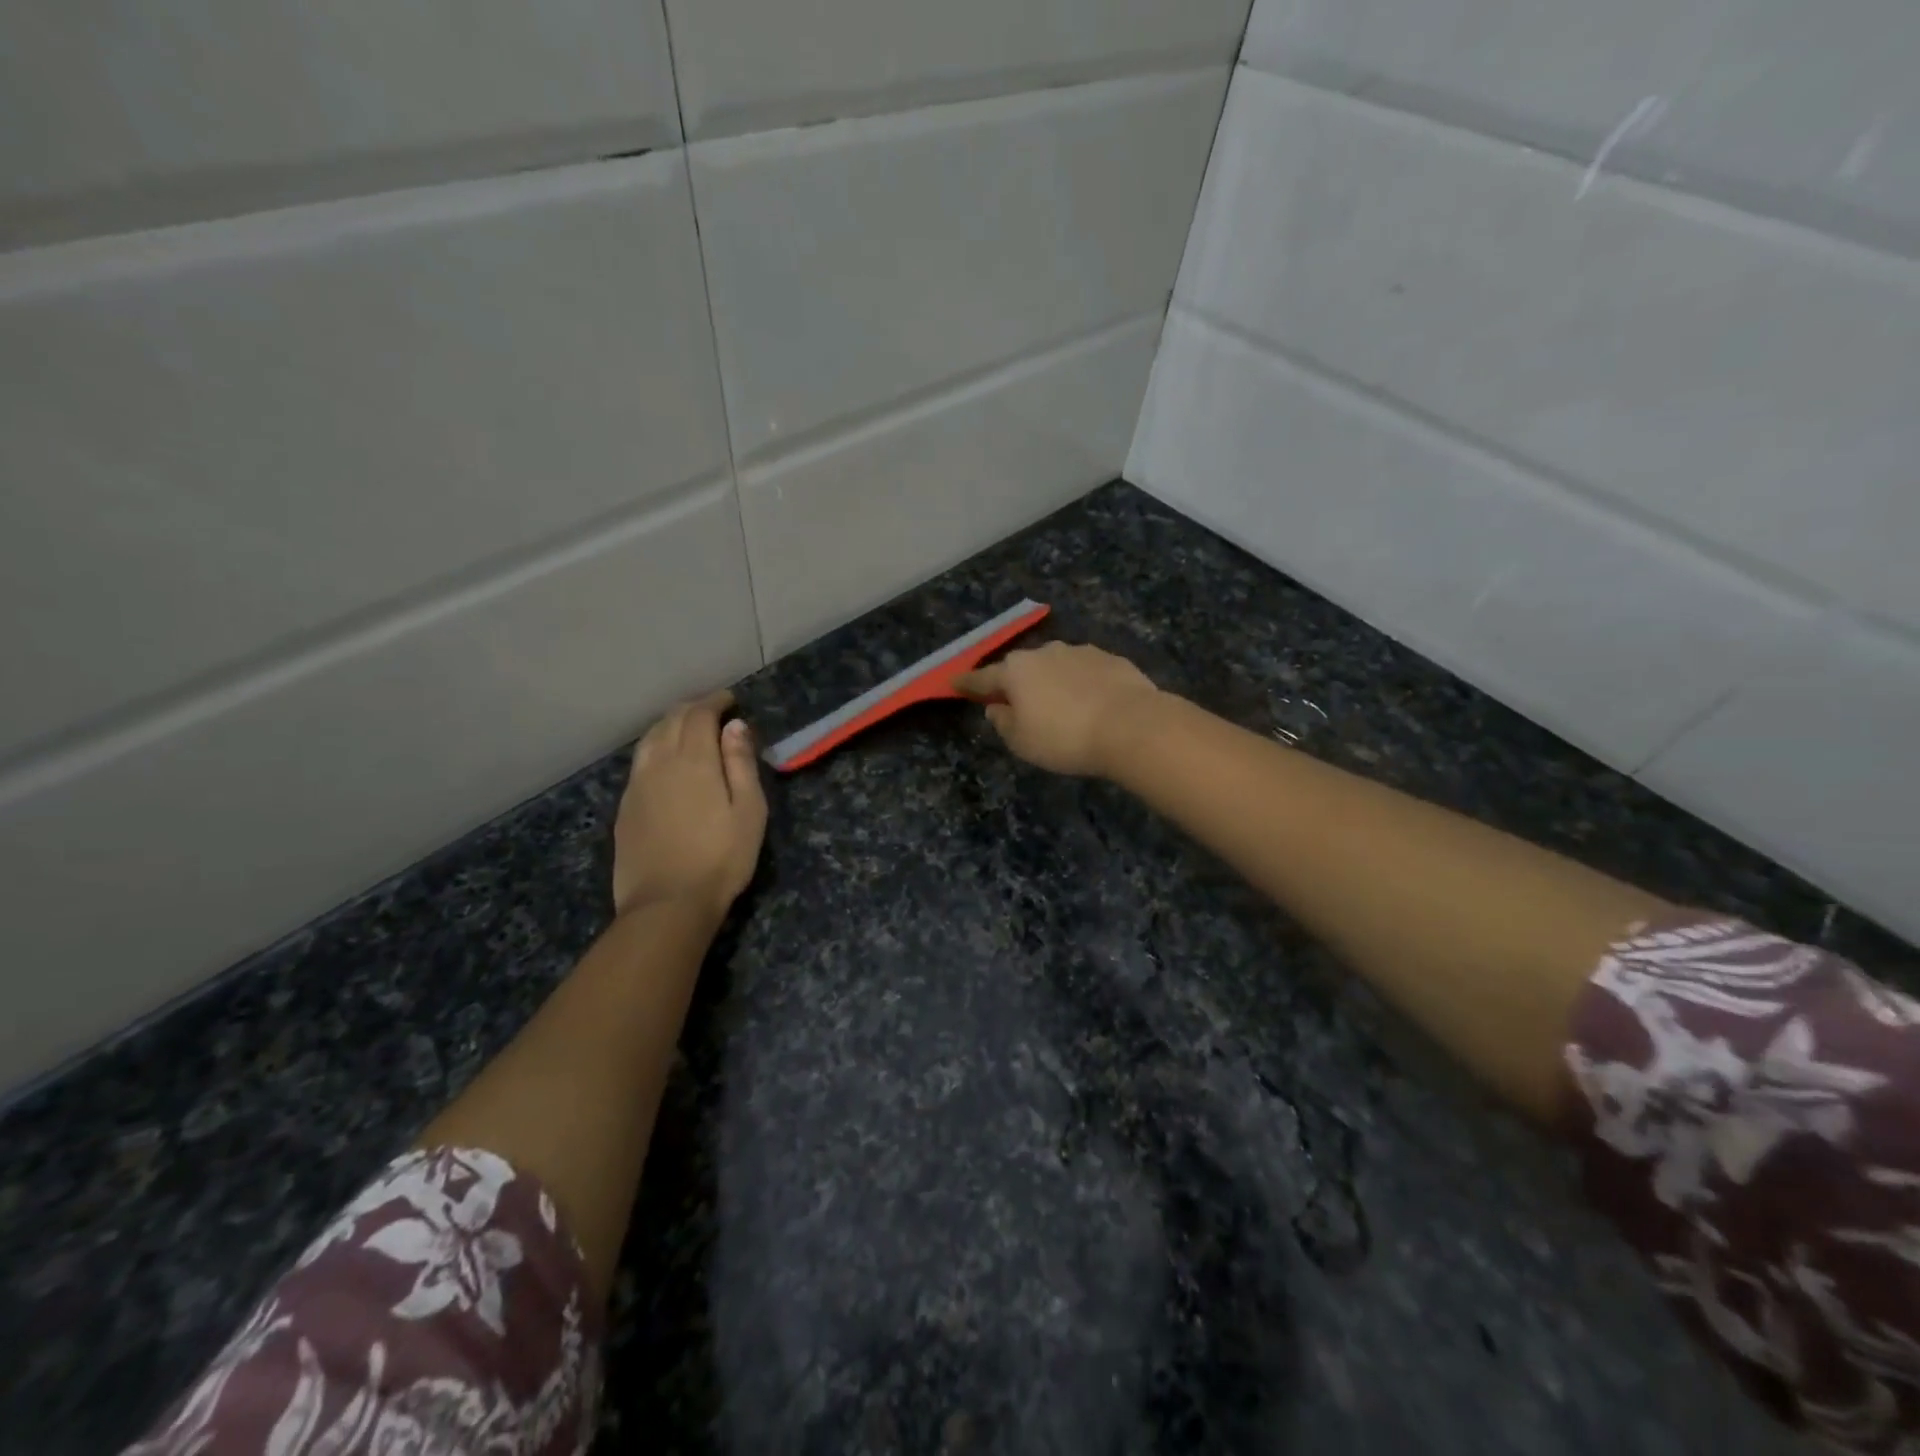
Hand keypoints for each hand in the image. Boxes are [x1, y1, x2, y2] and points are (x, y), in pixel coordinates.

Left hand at [613, 691, 766, 921]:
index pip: (699, 714)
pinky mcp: (625, 807)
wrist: (667, 903)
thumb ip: (741, 764)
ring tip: (687, 728)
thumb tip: (734, 726)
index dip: (714, 701)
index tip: (730, 699)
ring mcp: (637, 785)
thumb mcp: (749, 811)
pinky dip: (655, 747)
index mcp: (694, 760)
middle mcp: (660, 763)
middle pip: (671, 720)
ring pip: (650, 739)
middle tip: (712, 709)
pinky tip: (664, 761)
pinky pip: (639, 762)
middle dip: (692, 708)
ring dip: (669, 724)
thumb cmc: (721, 858)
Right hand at [954, 642, 1161, 776]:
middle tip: (1016, 703)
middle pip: (1021, 668)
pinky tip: (1091, 703)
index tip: (953, 682)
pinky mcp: (1110, 659)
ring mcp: (1079, 651)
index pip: (982, 678)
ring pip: (1055, 666)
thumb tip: (996, 707)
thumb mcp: (1021, 742)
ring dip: (1052, 682)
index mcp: (1015, 671)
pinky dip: (1081, 684)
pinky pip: (1085, 672)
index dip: (967, 683)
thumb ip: (1003, 722)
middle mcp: (1044, 652)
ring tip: (1060, 707)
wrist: (1131, 726)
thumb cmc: (1064, 738)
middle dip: (1016, 682)